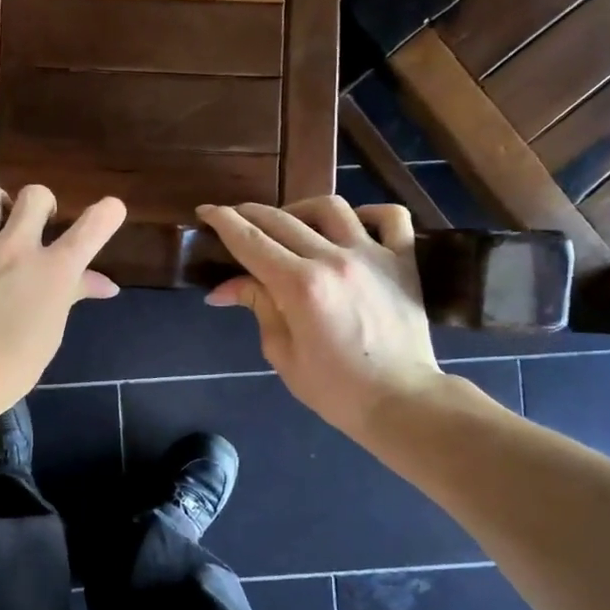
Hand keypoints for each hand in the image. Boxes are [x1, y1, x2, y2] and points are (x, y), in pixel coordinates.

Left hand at [0, 185, 124, 422]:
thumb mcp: (50, 334)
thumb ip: (73, 296)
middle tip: (35, 226)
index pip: (92, 227)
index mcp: (53, 272)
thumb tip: (107, 285)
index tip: (111, 210)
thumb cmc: (8, 369)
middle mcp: (16, 247)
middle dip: (41, 205)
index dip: (108, 213)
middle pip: (36, 195)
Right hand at [198, 197, 443, 436]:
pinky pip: (390, 219)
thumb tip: (224, 288)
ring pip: (331, 208)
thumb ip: (258, 307)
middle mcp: (333, 259)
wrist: (401, 402)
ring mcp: (372, 255)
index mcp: (299, 286)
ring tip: (290, 222)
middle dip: (250, 214)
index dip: (223, 222)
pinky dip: (370, 213)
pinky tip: (354, 224)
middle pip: (282, 220)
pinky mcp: (403, 261)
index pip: (251, 241)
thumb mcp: (283, 353)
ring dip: (301, 208)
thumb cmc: (335, 389)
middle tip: (235, 218)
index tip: (206, 211)